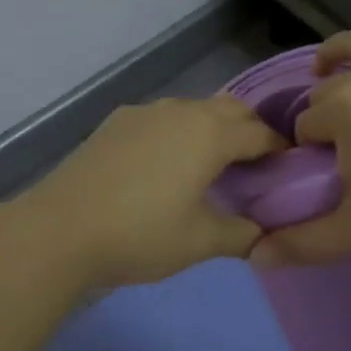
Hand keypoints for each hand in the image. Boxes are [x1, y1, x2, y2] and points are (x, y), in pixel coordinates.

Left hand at [5, 95, 284, 291]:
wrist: (61, 229)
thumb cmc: (141, 234)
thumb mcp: (200, 241)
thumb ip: (242, 234)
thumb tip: (265, 235)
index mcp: (209, 133)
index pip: (260, 132)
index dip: (280, 150)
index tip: (289, 170)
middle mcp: (180, 111)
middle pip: (229, 109)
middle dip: (249, 131)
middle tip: (255, 167)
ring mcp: (144, 112)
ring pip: (192, 110)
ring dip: (211, 129)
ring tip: (212, 165)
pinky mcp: (116, 122)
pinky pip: (162, 118)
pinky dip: (178, 133)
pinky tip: (165, 165)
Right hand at [250, 29, 350, 267]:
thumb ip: (303, 243)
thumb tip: (254, 257)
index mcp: (344, 105)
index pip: (305, 124)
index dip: (310, 150)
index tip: (330, 173)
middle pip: (330, 87)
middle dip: (329, 113)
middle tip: (350, 148)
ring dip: (343, 59)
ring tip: (339, 73)